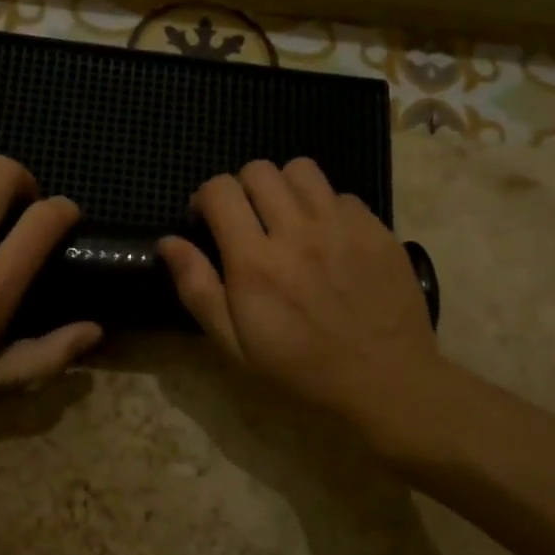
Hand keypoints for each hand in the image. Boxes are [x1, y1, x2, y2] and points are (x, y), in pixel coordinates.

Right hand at [159, 158, 438, 441]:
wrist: (386, 383)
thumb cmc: (301, 371)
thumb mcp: (234, 344)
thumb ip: (197, 288)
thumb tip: (168, 242)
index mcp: (255, 261)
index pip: (220, 190)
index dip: (205, 198)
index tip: (207, 222)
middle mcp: (297, 231)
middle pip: (259, 170)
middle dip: (242, 188)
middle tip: (247, 220)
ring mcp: (342, 226)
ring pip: (302, 170)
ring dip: (284, 188)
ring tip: (287, 218)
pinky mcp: (376, 230)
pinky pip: (342, 195)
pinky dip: (326, 208)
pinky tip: (328, 240)